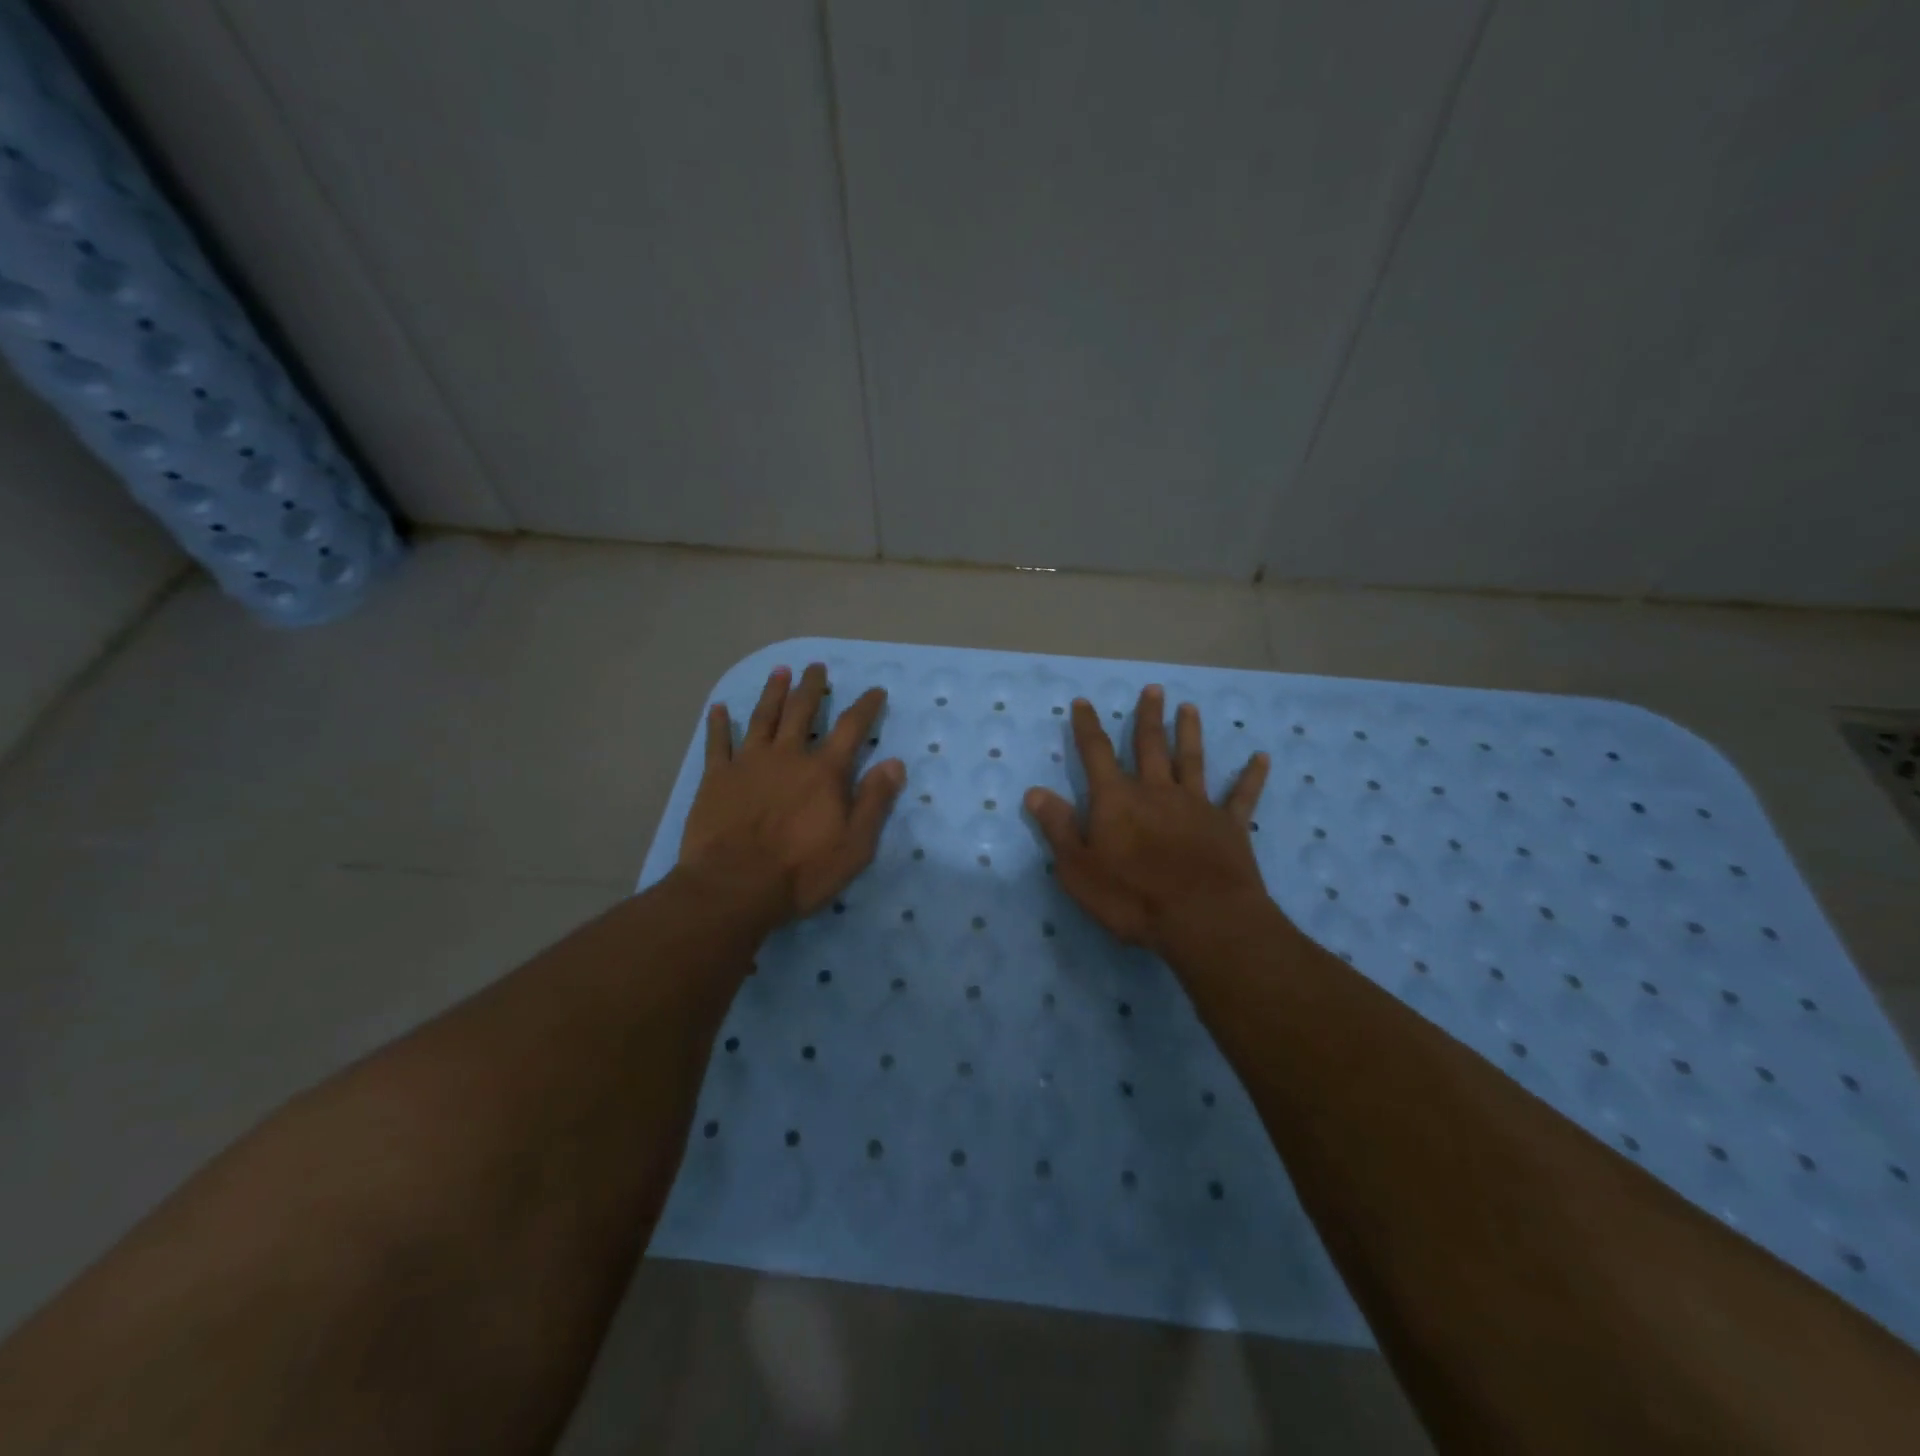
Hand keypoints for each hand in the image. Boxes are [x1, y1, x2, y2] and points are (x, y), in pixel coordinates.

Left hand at [678, 663, 905, 927]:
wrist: (734, 886)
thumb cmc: (802, 871)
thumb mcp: (855, 844)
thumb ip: (875, 801)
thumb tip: (895, 763)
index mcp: (825, 772)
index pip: (851, 728)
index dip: (866, 707)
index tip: (875, 690)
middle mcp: (788, 756)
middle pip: (802, 711)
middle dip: (812, 687)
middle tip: (816, 667)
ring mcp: (749, 763)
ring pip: (763, 717)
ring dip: (772, 692)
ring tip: (779, 671)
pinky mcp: (716, 778)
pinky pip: (718, 743)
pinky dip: (718, 724)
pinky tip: (718, 709)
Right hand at [1025, 686, 1271, 956]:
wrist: (1203, 920)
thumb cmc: (1132, 897)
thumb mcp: (1078, 869)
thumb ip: (1058, 827)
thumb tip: (1034, 791)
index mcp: (1117, 799)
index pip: (1096, 753)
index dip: (1088, 726)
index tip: (1084, 702)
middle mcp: (1156, 791)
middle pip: (1150, 745)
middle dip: (1148, 716)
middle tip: (1153, 689)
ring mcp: (1196, 805)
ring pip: (1192, 760)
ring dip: (1190, 732)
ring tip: (1189, 707)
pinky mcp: (1229, 825)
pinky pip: (1241, 796)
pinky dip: (1251, 776)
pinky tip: (1261, 757)